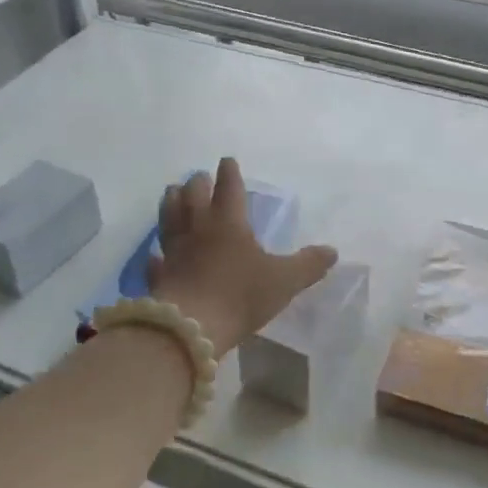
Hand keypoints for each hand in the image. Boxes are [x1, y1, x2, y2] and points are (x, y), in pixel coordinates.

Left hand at [146, 158, 338, 356]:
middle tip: (199, 176)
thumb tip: (331, 251)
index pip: (228, 188)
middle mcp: (198, 229)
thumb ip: (308, 265)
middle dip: (197, 183)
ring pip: (169, 217)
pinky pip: (156, 260)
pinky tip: (156, 254)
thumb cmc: (240, 295)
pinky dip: (157, 254)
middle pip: (193, 196)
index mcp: (228, 222)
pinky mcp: (159, 276)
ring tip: (172, 193)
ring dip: (171, 202)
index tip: (226, 161)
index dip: (229, 173)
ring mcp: (174, 251)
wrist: (192, 326)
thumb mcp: (285, 280)